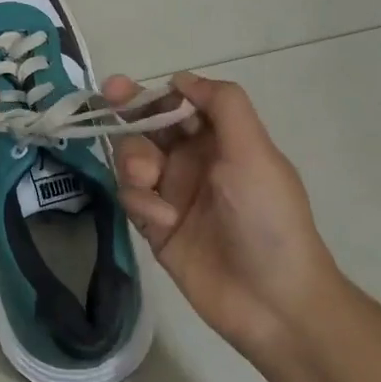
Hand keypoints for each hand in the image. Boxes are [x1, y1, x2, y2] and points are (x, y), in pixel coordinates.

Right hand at [104, 72, 339, 358]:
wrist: (274, 302)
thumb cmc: (268, 218)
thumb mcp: (255, 152)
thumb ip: (222, 105)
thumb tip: (182, 79)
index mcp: (220, 140)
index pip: (177, 104)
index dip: (150, 93)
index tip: (121, 89)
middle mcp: (193, 161)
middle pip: (147, 126)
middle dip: (128, 114)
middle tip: (105, 101)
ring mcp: (172, 193)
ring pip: (132, 158)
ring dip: (134, 159)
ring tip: (150, 180)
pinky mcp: (156, 226)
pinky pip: (131, 197)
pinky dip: (140, 201)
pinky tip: (162, 219)